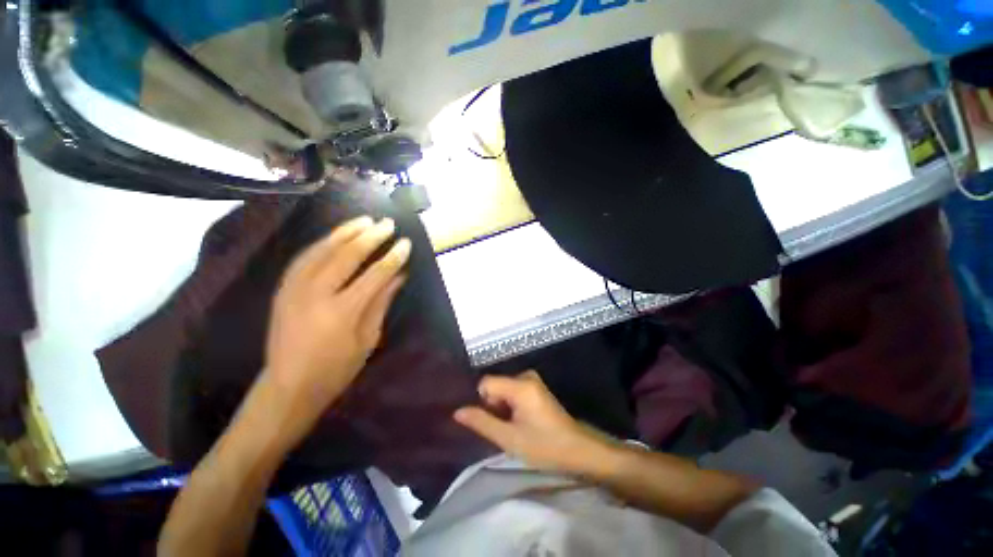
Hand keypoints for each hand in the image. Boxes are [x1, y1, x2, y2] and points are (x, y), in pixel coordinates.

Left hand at [262, 216, 409, 435]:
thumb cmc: (336, 369)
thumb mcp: (368, 339)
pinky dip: (321, 243)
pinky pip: (303, 258)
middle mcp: (315, 295)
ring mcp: (294, 289)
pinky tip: (335, 235)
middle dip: (370, 237)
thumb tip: (399, 276)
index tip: (406, 243)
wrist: (288, 387)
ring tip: (364, 220)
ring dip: (344, 233)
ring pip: (321, 251)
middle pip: (346, 256)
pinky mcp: (282, 289)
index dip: (392, 257)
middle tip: (387, 224)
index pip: (374, 275)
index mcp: (341, 312)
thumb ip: (382, 302)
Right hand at [454, 371, 611, 473]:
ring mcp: (532, 380)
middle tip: (504, 429)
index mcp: (520, 385)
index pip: (486, 383)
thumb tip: (457, 411)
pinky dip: (511, 406)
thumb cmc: (544, 446)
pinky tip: (521, 422)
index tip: (492, 422)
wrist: (577, 450)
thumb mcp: (509, 439)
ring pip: (503, 389)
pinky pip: (512, 390)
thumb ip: (482, 422)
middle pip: (495, 385)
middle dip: (494, 406)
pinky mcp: (536, 387)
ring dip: (502, 408)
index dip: (483, 403)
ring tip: (513, 428)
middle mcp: (526, 376)